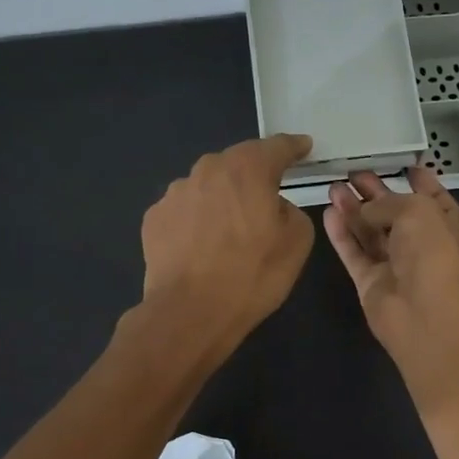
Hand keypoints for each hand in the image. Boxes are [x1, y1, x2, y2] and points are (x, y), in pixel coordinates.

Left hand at [139, 134, 315, 357]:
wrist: (190, 312)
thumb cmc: (252, 275)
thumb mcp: (297, 242)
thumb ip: (291, 211)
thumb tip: (272, 207)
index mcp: (248, 169)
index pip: (277, 146)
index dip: (294, 147)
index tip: (303, 147)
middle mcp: (208, 169)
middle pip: (238, 163)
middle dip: (254, 175)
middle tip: (266, 199)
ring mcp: (175, 192)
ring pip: (208, 186)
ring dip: (222, 199)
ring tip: (230, 232)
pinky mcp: (154, 218)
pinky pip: (186, 211)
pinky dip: (197, 221)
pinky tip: (202, 247)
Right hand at [322, 167, 458, 398]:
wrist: (426, 315)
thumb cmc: (433, 254)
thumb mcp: (417, 211)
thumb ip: (387, 203)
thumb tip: (364, 209)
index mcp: (446, 225)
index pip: (433, 198)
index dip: (420, 181)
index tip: (404, 165)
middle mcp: (422, 244)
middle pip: (395, 214)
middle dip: (376, 193)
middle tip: (352, 173)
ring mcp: (395, 265)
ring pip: (371, 232)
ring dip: (354, 210)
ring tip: (333, 187)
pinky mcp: (371, 283)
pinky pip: (355, 253)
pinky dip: (342, 235)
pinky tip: (328, 213)